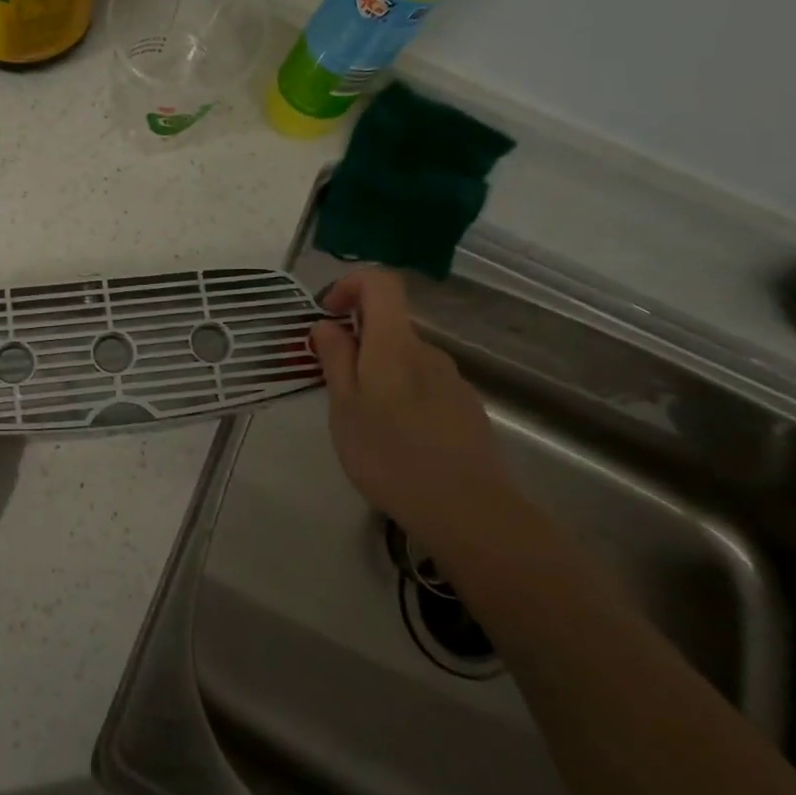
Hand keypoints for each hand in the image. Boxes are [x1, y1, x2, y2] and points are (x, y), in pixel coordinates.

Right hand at [310, 268, 512, 546]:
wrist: (468, 511)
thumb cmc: (390, 455)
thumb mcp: (344, 407)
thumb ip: (335, 358)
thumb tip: (327, 324)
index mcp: (394, 343)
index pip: (380, 283)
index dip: (349, 285)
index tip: (327, 315)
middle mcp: (427, 351)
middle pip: (389, 324)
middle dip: (357, 342)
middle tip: (333, 384)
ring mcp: (451, 381)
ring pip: (404, 359)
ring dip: (378, 373)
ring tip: (362, 421)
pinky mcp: (465, 409)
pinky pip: (423, 385)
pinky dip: (401, 396)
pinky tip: (396, 440)